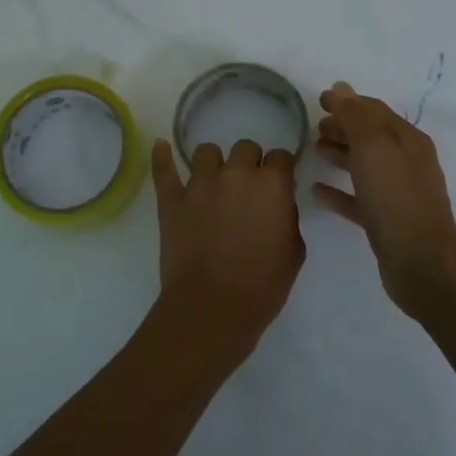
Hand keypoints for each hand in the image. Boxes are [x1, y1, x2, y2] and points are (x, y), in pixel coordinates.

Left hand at [147, 137, 304, 367]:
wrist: (212, 308)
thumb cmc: (262, 286)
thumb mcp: (293, 253)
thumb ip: (287, 218)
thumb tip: (278, 204)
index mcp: (271, 185)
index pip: (280, 157)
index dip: (280, 170)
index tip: (278, 184)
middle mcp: (236, 174)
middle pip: (245, 148)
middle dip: (249, 164)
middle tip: (247, 189)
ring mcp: (199, 184)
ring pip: (207, 152)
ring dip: (214, 164)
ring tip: (213, 183)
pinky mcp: (172, 199)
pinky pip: (164, 169)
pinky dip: (162, 157)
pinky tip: (161, 147)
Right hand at [312, 82, 455, 316]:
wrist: (420, 263)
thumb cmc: (396, 198)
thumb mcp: (373, 148)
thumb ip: (355, 116)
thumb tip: (341, 87)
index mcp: (407, 140)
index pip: (374, 111)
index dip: (347, 102)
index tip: (318, 100)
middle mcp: (406, 162)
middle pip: (370, 136)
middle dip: (343, 127)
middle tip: (313, 127)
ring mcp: (398, 193)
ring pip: (364, 166)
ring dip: (340, 154)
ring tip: (312, 151)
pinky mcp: (386, 221)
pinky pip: (358, 198)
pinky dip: (339, 190)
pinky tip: (317, 190)